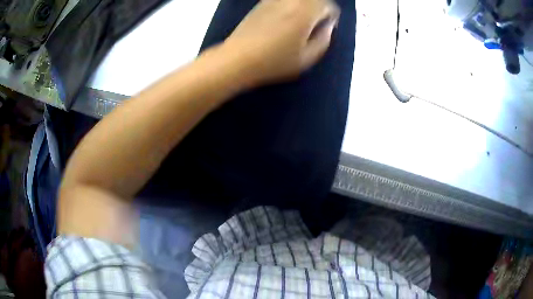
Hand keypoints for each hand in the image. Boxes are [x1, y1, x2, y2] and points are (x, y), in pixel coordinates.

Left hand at [223, 0, 339, 86]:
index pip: (328, 5)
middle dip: (318, 8)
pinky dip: (289, 5)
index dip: (330, 16)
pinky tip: (283, 20)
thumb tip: (328, 26)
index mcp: (305, 12)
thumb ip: (324, 39)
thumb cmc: (275, 61)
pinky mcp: (261, 3)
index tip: (325, 27)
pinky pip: (282, 0)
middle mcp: (291, 0)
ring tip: (299, 22)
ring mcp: (274, 0)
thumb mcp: (307, 58)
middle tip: (314, 24)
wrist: (238, 58)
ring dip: (303, 6)